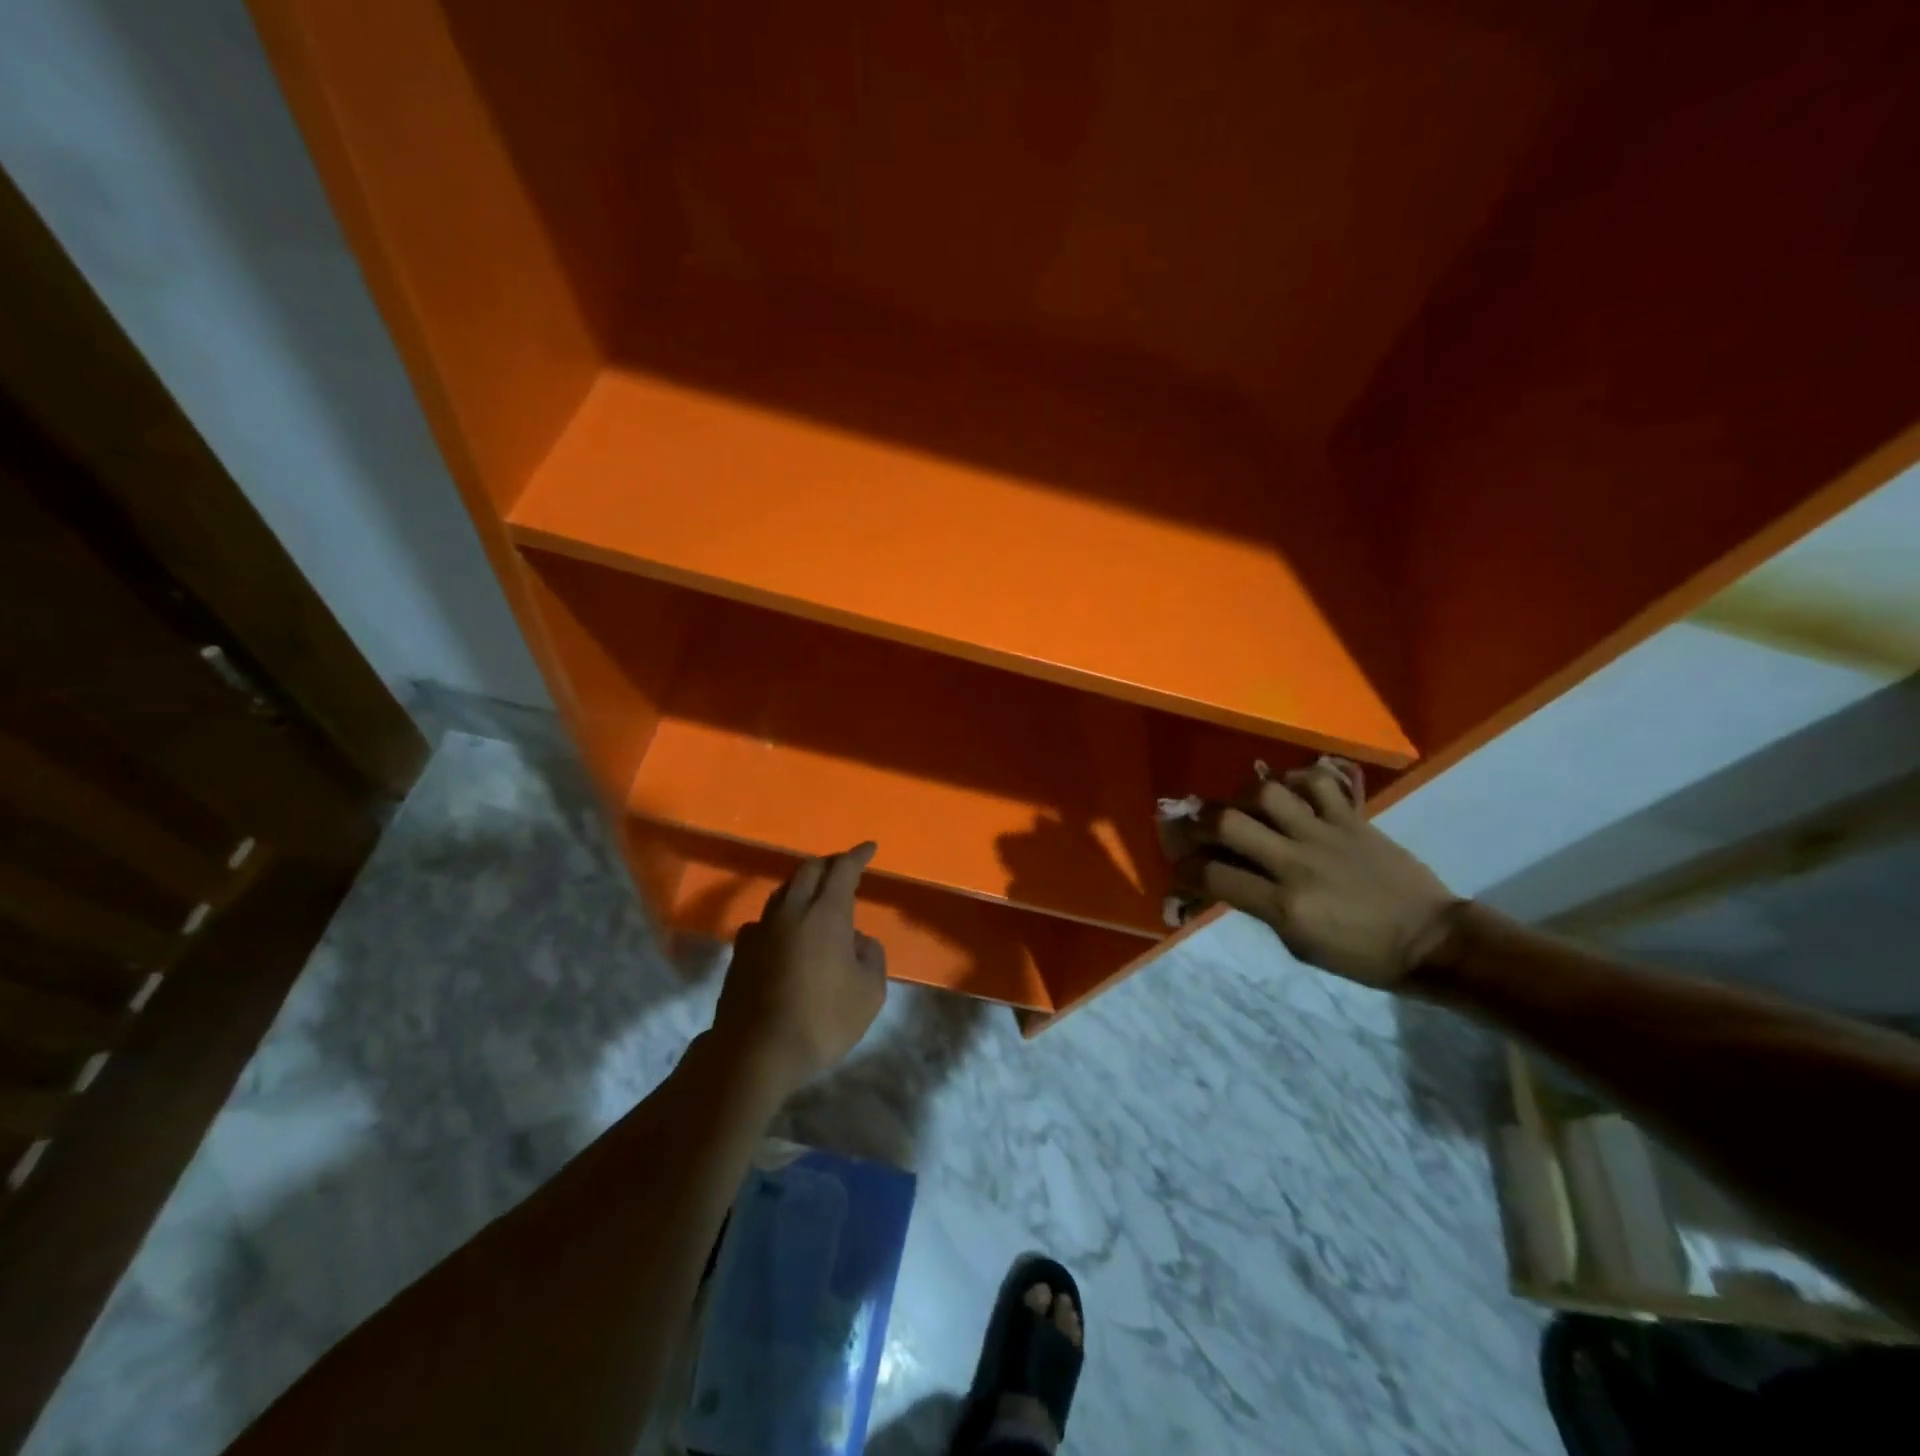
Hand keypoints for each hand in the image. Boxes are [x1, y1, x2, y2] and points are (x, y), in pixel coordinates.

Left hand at [711, 842, 887, 1094]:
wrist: (756, 1051)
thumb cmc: (823, 1019)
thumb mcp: (869, 992)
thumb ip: (871, 956)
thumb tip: (857, 940)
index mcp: (827, 913)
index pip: (843, 869)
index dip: (857, 855)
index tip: (869, 848)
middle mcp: (792, 910)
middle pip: (809, 870)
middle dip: (829, 863)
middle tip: (844, 867)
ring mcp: (761, 929)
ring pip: (784, 891)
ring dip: (803, 884)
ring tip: (816, 893)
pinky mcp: (741, 951)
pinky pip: (765, 919)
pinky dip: (781, 914)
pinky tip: (784, 930)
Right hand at [1175, 763, 1457, 987]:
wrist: (1432, 942)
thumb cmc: (1362, 957)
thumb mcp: (1300, 945)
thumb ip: (1262, 908)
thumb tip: (1230, 880)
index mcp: (1285, 906)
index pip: (1214, 876)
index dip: (1186, 871)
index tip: (1180, 868)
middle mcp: (1297, 864)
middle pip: (1229, 823)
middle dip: (1200, 823)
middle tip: (1194, 827)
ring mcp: (1326, 836)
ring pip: (1267, 794)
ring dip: (1243, 797)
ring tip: (1242, 806)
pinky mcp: (1353, 819)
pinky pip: (1317, 783)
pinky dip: (1296, 779)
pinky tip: (1287, 791)